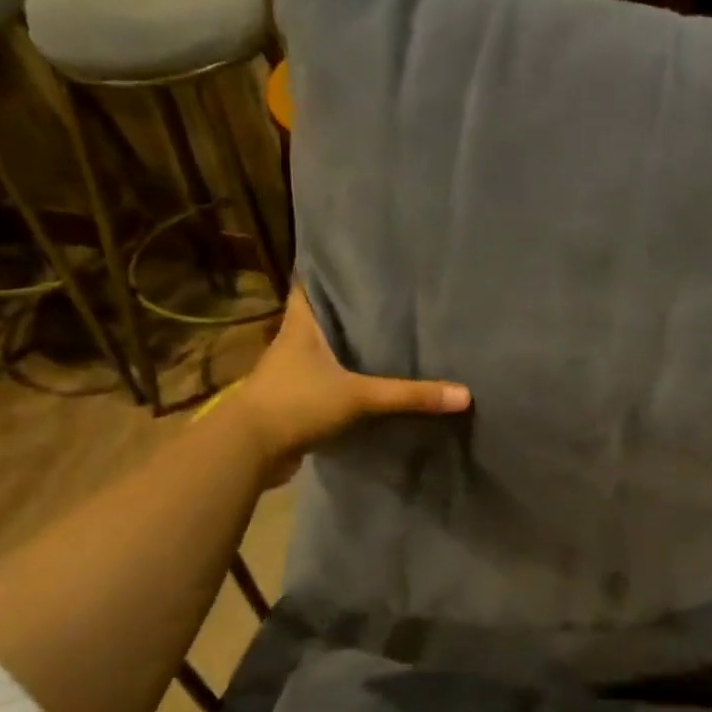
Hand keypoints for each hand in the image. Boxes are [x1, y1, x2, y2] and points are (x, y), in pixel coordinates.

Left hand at [233, 286, 470, 479]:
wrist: (248, 451)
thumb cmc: (296, 404)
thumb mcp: (358, 396)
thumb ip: (409, 395)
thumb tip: (464, 394)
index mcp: (300, 325)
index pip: (309, 283)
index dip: (328, 270)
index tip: (358, 260)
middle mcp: (293, 342)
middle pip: (322, 316)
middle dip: (349, 309)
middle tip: (389, 297)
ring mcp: (291, 373)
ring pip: (324, 351)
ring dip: (347, 347)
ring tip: (387, 336)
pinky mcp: (295, 401)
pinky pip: (326, 382)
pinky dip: (345, 380)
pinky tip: (371, 382)